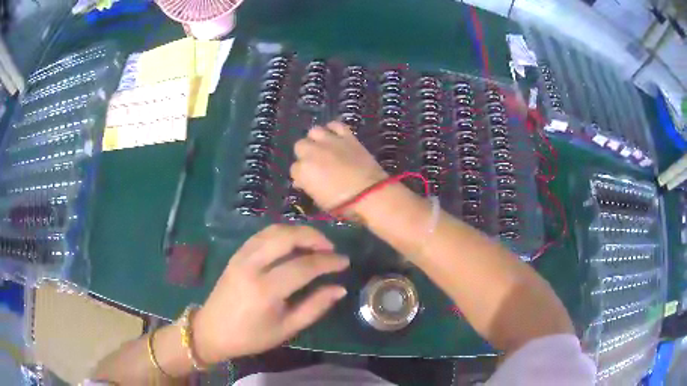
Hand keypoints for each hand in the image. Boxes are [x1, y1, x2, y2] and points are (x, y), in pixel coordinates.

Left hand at [193, 225, 348, 362]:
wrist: (212, 331)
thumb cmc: (251, 336)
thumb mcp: (287, 329)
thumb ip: (315, 307)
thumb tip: (340, 289)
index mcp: (265, 290)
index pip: (304, 266)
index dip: (328, 262)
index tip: (345, 262)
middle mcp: (252, 266)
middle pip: (287, 236)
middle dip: (314, 237)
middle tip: (330, 248)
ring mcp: (241, 256)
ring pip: (274, 230)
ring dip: (298, 232)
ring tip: (315, 244)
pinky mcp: (236, 254)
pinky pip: (262, 235)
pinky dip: (281, 233)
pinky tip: (292, 244)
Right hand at [290, 121, 387, 212]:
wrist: (370, 194)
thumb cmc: (343, 204)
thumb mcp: (320, 201)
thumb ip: (309, 187)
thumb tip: (302, 181)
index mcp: (303, 171)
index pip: (294, 169)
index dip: (301, 175)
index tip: (307, 180)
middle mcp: (312, 152)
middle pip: (300, 146)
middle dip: (305, 154)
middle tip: (314, 162)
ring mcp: (330, 142)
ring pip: (314, 131)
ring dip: (316, 139)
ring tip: (322, 147)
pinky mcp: (347, 137)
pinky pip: (336, 125)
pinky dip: (333, 129)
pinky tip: (335, 136)